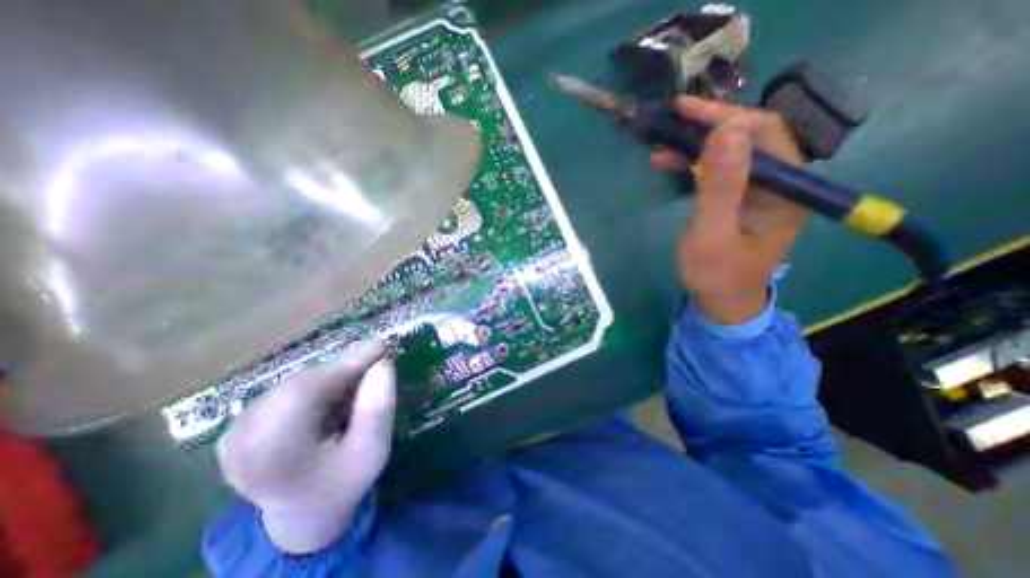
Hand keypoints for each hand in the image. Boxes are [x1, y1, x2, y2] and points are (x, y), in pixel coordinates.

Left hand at [218, 347, 394, 553]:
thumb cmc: (344, 481)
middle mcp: (240, 440)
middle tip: (375, 370)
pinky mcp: (238, 426)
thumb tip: (383, 363)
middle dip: (344, 372)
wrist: (305, 513)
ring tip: (353, 395)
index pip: (308, 389)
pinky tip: (329, 404)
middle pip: (303, 382)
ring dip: (332, 380)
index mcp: (271, 454)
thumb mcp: (372, 450)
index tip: (382, 346)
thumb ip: (378, 408)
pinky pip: (288, 389)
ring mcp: (234, 432)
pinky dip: (316, 387)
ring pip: (297, 382)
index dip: (347, 363)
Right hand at [656, 97, 808, 326]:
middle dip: (709, 125)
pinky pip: (722, 168)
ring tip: (662, 149)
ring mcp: (760, 190)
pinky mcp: (742, 197)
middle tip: (671, 121)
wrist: (722, 301)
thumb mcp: (712, 233)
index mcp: (784, 190)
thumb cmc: (716, 273)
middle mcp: (779, 182)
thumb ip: (721, 186)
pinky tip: (673, 164)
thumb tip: (726, 132)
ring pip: (733, 151)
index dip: (725, 116)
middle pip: (750, 136)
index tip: (685, 112)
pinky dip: (696, 161)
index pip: (763, 133)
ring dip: (697, 144)